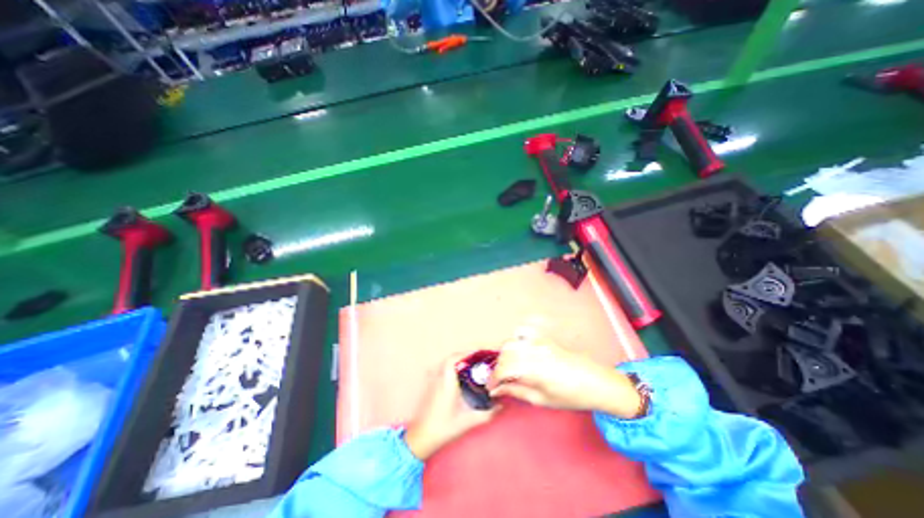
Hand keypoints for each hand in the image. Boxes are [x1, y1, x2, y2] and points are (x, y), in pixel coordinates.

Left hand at [407, 355, 502, 458]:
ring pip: (444, 364)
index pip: (452, 359)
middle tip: (476, 360)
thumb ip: (486, 414)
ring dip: (456, 362)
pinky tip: (458, 378)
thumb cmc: (443, 428)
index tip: (476, 354)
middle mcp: (438, 379)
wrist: (421, 438)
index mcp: (447, 383)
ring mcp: (432, 382)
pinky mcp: (430, 387)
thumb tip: (499, 407)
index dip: (464, 354)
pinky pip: (441, 370)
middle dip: (463, 357)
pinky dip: (450, 369)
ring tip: (469, 367)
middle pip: (449, 359)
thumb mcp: (467, 421)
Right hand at [491, 333, 644, 418]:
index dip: (493, 379)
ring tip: (508, 368)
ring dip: (504, 355)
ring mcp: (538, 341)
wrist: (595, 382)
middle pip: (504, 354)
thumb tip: (497, 390)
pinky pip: (523, 332)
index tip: (491, 387)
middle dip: (498, 367)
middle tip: (500, 380)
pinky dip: (515, 339)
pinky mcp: (543, 338)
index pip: (503, 369)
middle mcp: (533, 350)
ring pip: (511, 342)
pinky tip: (518, 350)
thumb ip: (516, 391)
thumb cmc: (570, 396)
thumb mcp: (541, 400)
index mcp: (533, 368)